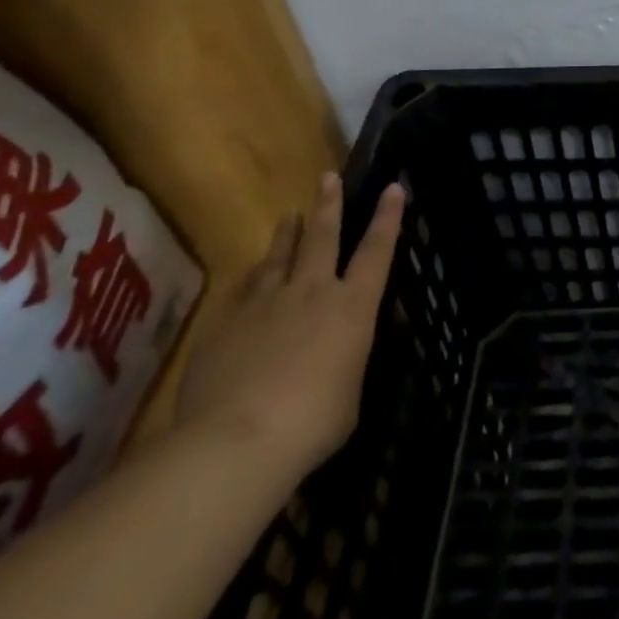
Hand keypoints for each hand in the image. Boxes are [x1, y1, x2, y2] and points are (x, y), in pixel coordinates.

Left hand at [175, 174, 405, 484]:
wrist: (237, 440)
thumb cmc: (313, 422)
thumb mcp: (349, 394)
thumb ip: (345, 364)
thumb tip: (337, 359)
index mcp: (353, 306)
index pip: (377, 250)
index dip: (387, 217)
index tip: (393, 187)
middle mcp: (312, 291)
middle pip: (323, 237)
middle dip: (330, 205)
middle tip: (329, 178)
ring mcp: (266, 303)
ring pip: (280, 255)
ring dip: (288, 234)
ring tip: (290, 215)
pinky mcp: (226, 323)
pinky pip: (243, 290)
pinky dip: (252, 278)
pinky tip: (250, 274)